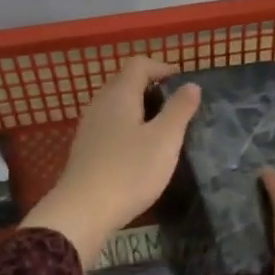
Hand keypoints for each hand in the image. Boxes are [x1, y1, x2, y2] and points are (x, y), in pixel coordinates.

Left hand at [23, 57, 200, 263]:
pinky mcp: (86, 149)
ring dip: (140, 109)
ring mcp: (89, 127)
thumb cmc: (130, 171)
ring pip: (117, 105)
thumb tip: (191, 85)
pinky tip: (140, 151)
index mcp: (120, 94)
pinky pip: (110, 125)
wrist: (83, 210)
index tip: (183, 83)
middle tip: (176, 106)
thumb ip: (179, 109)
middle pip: (125, 82)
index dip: (162, 67)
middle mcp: (100, 104)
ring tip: (162, 129)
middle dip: (152, 88)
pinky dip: (128, 128)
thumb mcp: (165, 140)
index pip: (139, 64)